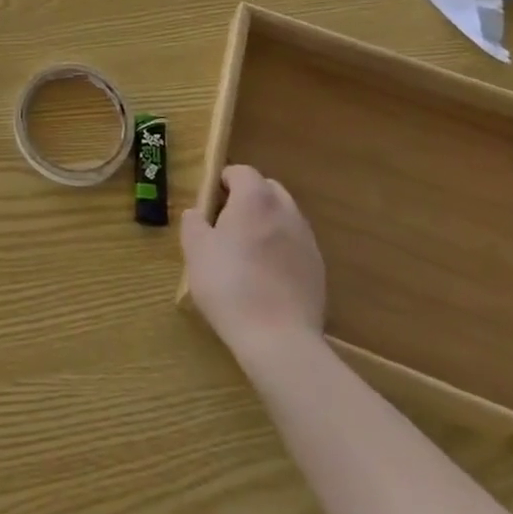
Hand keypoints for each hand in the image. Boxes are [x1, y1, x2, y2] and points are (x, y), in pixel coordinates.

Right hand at [181, 164, 326, 356]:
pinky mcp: (319, 269)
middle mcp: (285, 210)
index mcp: (255, 198)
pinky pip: (296, 245)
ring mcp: (307, 240)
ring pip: (284, 216)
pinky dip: (282, 249)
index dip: (223, 182)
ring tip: (248, 253)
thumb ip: (193, 222)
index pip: (241, 171)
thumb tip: (197, 214)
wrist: (279, 341)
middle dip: (248, 198)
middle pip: (267, 189)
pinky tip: (267, 277)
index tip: (211, 204)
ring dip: (267, 223)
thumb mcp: (196, 251)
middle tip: (228, 225)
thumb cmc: (230, 286)